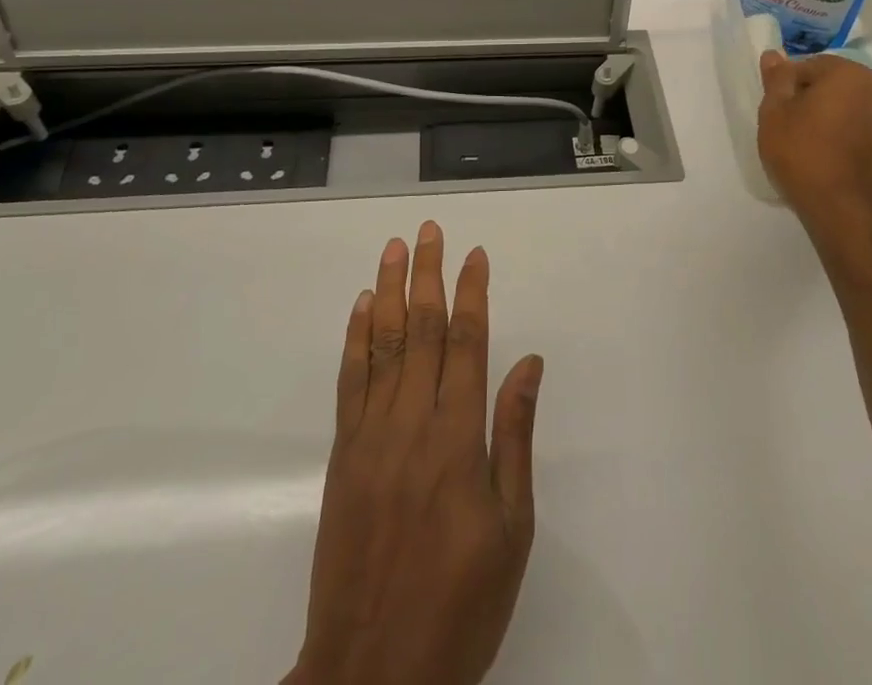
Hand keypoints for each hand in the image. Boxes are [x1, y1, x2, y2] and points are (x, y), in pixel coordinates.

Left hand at [285, 222, 543, 684]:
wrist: (373, 672)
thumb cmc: (460, 603)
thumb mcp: (511, 528)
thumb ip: (516, 435)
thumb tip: (529, 363)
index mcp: (458, 438)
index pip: (466, 342)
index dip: (471, 293)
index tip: (476, 254)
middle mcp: (412, 423)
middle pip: (420, 330)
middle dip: (428, 274)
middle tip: (431, 230)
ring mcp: (371, 436)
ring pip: (382, 345)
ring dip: (389, 291)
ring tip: (395, 248)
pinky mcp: (342, 455)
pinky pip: (349, 382)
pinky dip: (355, 339)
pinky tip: (362, 307)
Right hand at [757, 51, 871, 285]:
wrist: (842, 211)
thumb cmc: (802, 157)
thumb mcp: (773, 116)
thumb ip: (777, 80)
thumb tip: (774, 54)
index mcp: (846, 74)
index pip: (811, 66)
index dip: (792, 84)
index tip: (781, 107)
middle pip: (846, 80)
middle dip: (827, 93)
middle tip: (804, 122)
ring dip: (866, 104)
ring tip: (844, 128)